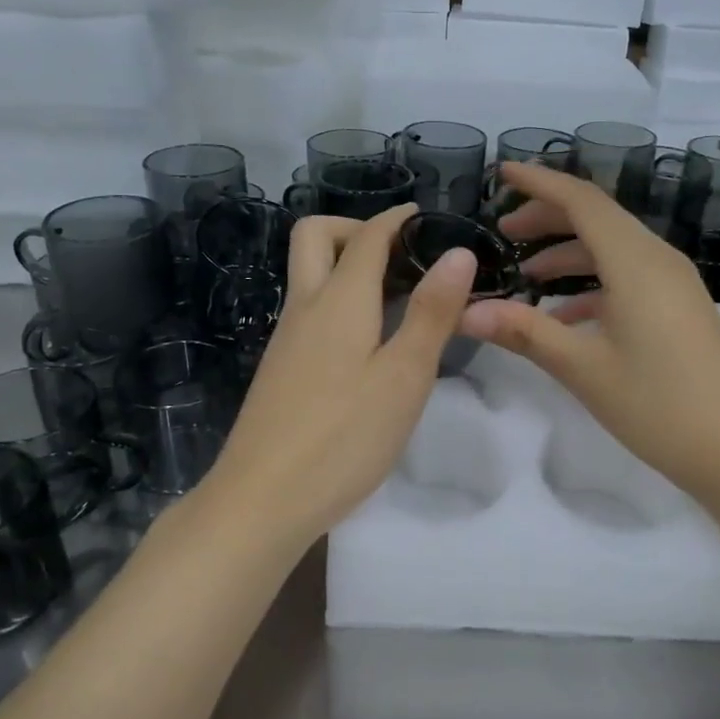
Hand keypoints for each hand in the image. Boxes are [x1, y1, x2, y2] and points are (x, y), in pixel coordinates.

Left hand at [202, 204, 476, 547]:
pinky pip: (310, 311)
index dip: (399, 219)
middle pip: (316, 237)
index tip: (430, 219)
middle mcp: (305, 307)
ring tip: (400, 299)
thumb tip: (458, 252)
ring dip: (349, 267)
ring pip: (310, 276)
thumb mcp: (403, 376)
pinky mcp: (281, 369)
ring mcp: (285, 339)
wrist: (261, 500)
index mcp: (339, 300)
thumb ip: (431, 313)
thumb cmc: (343, 437)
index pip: (368, 236)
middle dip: (357, 229)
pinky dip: (340, 303)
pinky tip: (369, 344)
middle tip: (402, 257)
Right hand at [460, 163, 719, 508]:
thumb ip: (524, 332)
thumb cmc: (660, 405)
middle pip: (597, 218)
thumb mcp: (584, 368)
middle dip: (548, 217)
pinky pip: (627, 278)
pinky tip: (564, 316)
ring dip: (568, 253)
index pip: (581, 200)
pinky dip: (591, 284)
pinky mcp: (678, 309)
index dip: (539, 181)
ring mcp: (672, 285)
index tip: (501, 172)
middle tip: (503, 231)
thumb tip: (466, 311)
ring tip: (524, 274)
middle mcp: (657, 260)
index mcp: (635, 262)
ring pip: (612, 249)